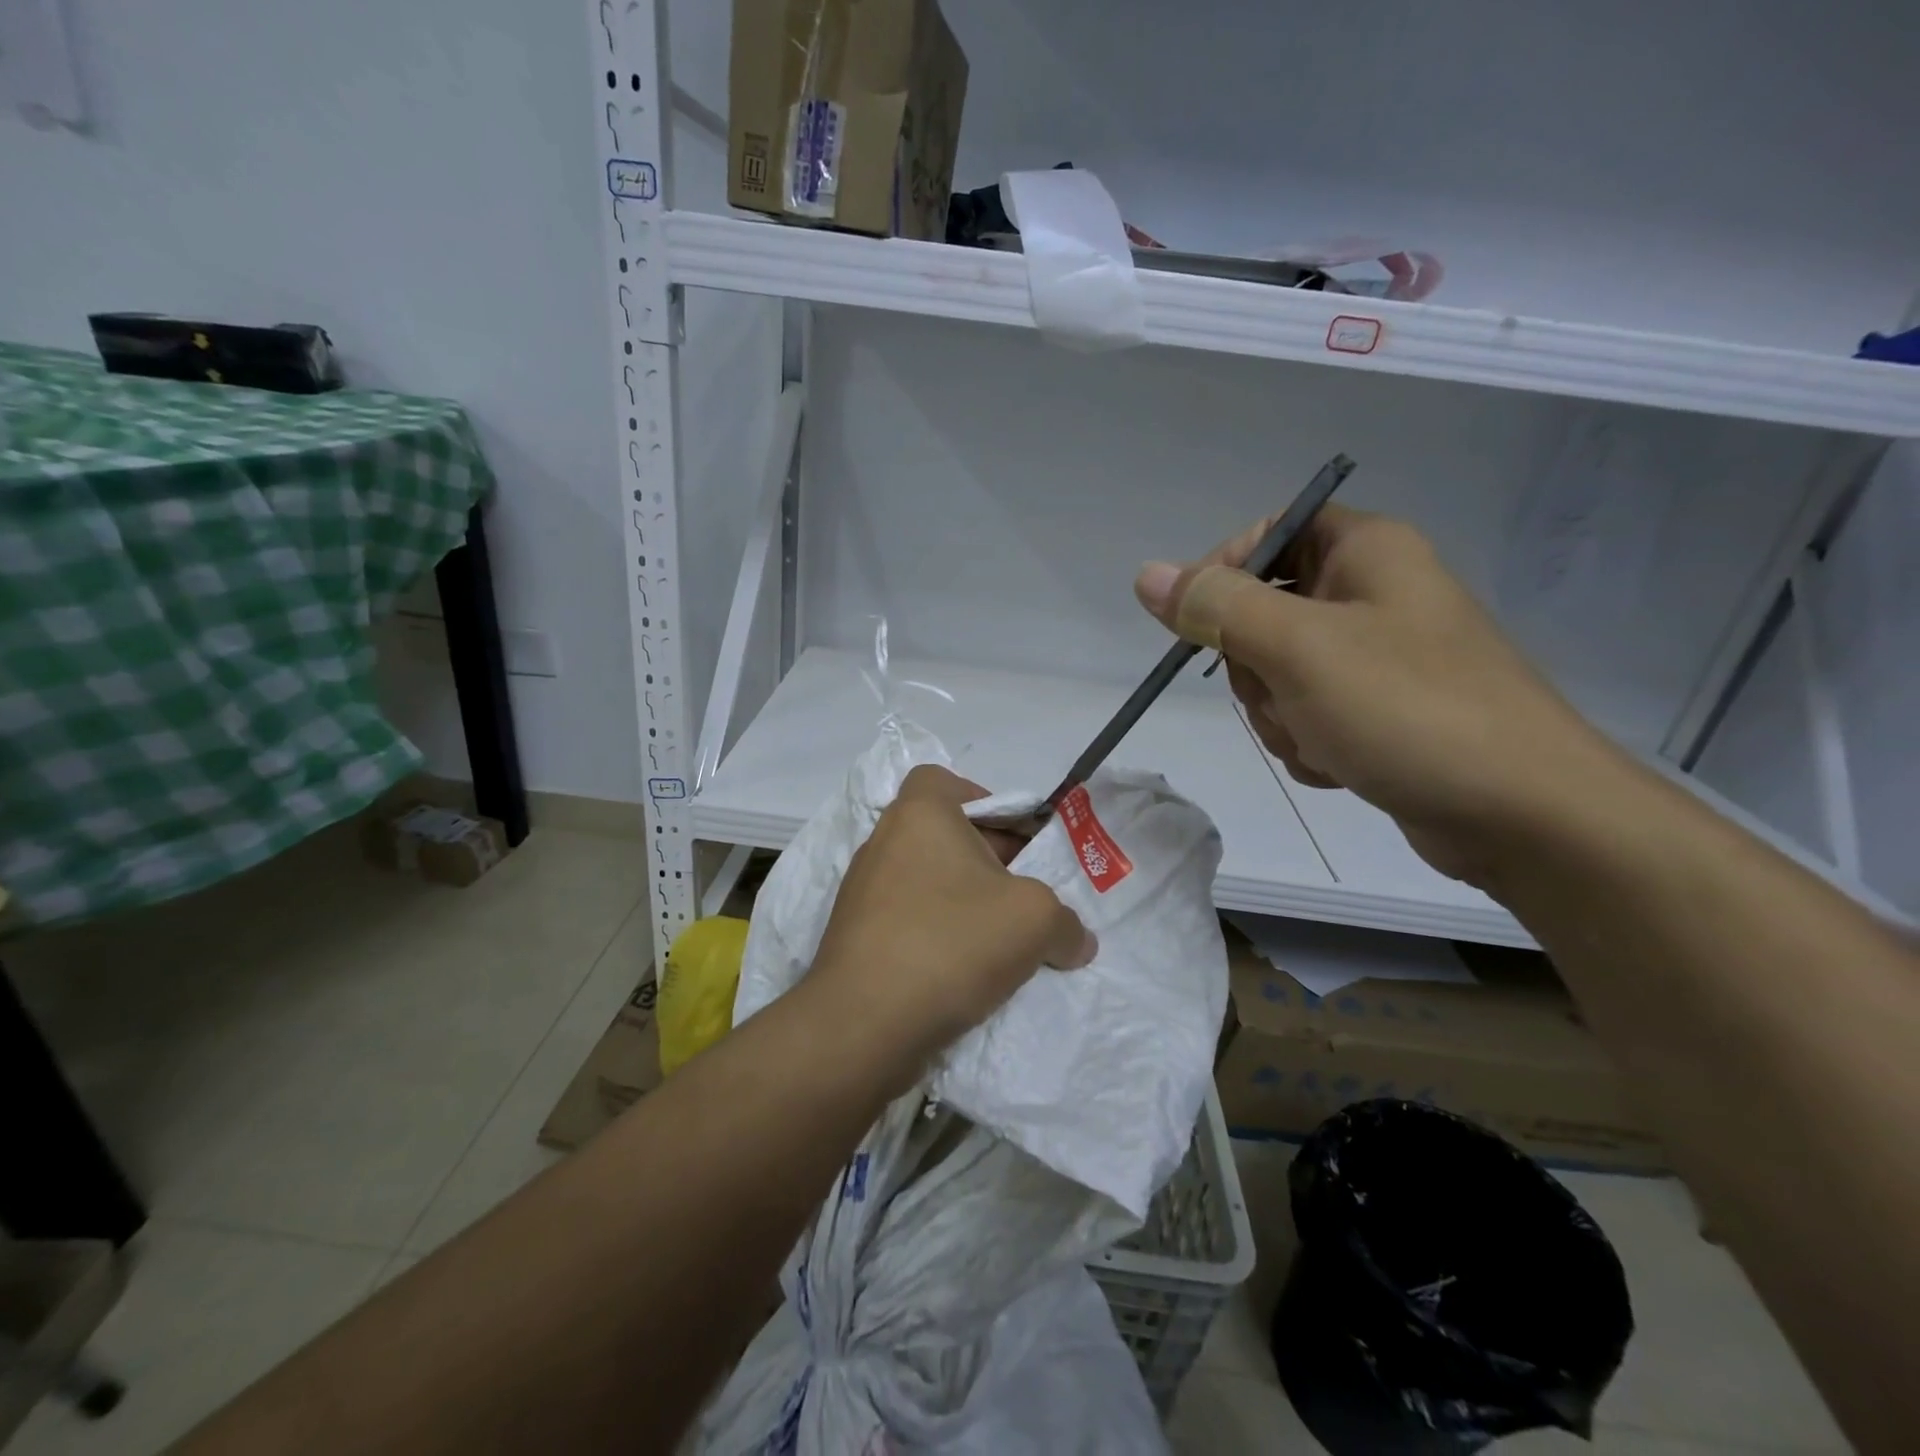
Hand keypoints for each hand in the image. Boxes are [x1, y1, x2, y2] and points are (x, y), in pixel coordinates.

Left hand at [806, 765, 1097, 1080]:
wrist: (863, 1024)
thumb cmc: (951, 943)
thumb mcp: (1035, 921)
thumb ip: (1066, 922)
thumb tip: (1077, 940)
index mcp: (919, 815)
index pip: (947, 781)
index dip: (987, 802)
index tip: (1018, 842)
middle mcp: (884, 842)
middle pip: (946, 835)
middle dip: (991, 861)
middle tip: (1026, 898)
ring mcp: (863, 891)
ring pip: (929, 881)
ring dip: (967, 903)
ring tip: (1003, 940)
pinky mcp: (855, 936)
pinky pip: (909, 919)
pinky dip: (939, 934)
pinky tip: (968, 972)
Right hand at [1133, 505, 1621, 885]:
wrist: (1524, 815)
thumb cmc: (1409, 710)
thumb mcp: (1299, 649)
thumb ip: (1217, 607)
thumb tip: (1147, 575)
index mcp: (1365, 552)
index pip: (1267, 533)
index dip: (1223, 572)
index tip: (1200, 625)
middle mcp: (1371, 595)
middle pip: (1262, 612)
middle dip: (1256, 668)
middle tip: (1287, 694)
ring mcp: (1376, 658)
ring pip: (1276, 673)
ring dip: (1280, 715)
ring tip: (1324, 738)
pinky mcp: (1378, 712)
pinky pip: (1306, 713)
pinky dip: (1308, 741)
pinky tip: (1341, 763)